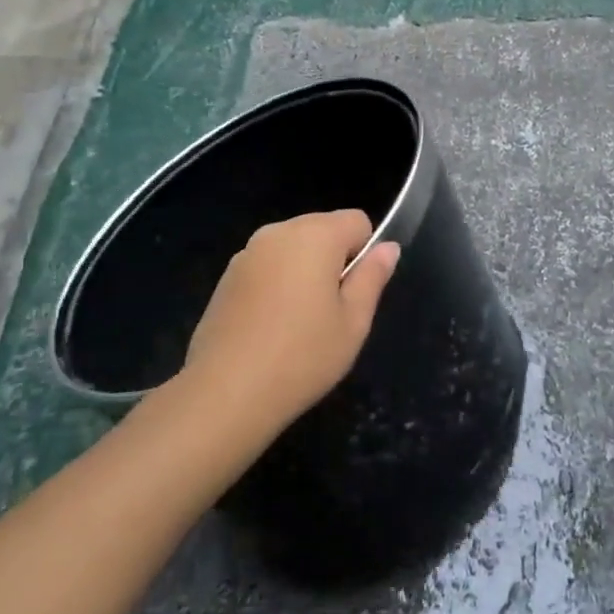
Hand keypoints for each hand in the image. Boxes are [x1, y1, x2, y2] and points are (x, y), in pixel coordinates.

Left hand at [177, 210, 399, 441]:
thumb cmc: (302, 356)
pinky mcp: (226, 277)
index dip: (365, 252)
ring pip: (293, 249)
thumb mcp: (354, 322)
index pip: (357, 221)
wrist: (225, 393)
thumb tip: (388, 247)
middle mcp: (279, 232)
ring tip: (299, 323)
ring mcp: (247, 253)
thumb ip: (372, 277)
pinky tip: (270, 328)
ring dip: (304, 271)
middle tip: (330, 312)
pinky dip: (276, 285)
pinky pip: (267, 267)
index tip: (354, 292)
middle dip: (333, 260)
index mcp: (315, 235)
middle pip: (322, 229)